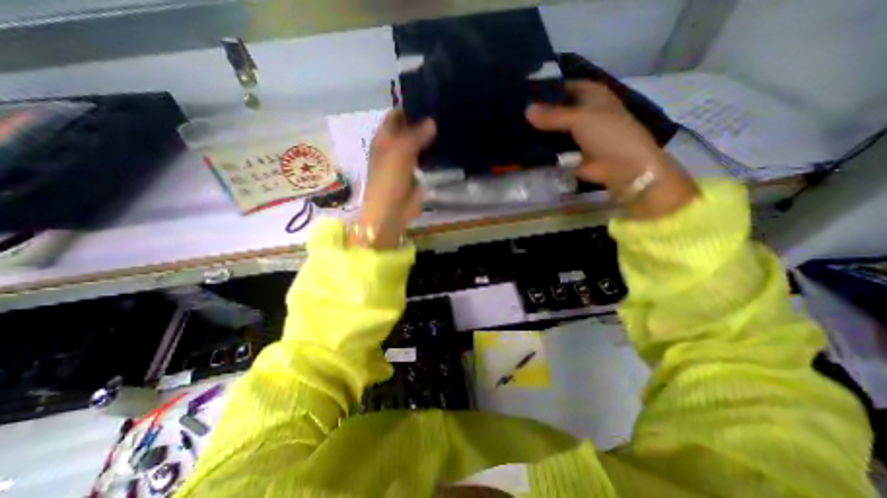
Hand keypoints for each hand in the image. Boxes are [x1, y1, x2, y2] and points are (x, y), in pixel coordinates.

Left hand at [352, 109, 436, 249]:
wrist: (391, 211)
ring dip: (432, 138)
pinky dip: (436, 154)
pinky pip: (427, 160)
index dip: (411, 107)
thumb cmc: (389, 179)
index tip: (432, 99)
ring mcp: (407, 161)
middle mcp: (395, 146)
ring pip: (420, 144)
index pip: (397, 115)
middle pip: (410, 129)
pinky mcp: (417, 174)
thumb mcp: (400, 152)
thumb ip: (415, 134)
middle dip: (425, 122)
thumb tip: (432, 121)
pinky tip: (449, 147)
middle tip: (447, 112)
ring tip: (452, 126)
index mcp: (384, 138)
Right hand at [522, 79, 695, 217]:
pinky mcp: (568, 152)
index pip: (563, 87)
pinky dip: (540, 146)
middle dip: (538, 112)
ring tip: (512, 127)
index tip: (521, 92)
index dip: (545, 89)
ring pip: (551, 128)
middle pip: (555, 109)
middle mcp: (581, 111)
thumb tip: (526, 110)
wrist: (621, 167)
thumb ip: (552, 115)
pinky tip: (522, 145)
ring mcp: (574, 133)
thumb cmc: (608, 134)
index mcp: (590, 95)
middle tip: (511, 112)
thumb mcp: (580, 118)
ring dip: (537, 130)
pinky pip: (551, 146)